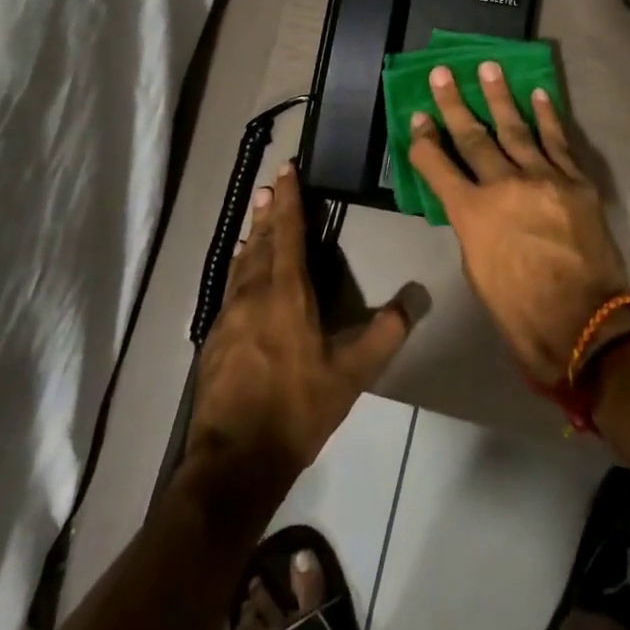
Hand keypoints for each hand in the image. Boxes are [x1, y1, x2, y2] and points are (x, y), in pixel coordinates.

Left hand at [186, 163, 417, 508]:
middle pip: (261, 241)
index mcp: (286, 293)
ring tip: (255, 219)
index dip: (288, 200)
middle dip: (268, 211)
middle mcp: (254, 294)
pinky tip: (241, 273)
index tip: (286, 170)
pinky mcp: (215, 338)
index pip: (288, 233)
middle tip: (269, 185)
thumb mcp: (351, 375)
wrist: (234, 459)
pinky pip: (231, 287)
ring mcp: (229, 315)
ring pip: (242, 263)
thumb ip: (384, 335)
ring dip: (252, 236)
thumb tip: (414, 300)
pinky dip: (240, 268)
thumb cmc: (297, 409)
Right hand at [407, 63, 629, 381]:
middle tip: (443, 72)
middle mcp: (503, 186)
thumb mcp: (478, 272)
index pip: (438, 166)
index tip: (417, 115)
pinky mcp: (575, 182)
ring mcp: (543, 179)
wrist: (585, 326)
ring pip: (516, 128)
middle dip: (454, 104)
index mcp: (472, 214)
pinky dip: (547, 116)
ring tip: (488, 68)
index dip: (424, 140)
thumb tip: (475, 203)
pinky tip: (538, 94)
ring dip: (499, 96)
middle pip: (474, 137)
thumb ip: (473, 228)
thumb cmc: (521, 312)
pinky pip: (558, 141)